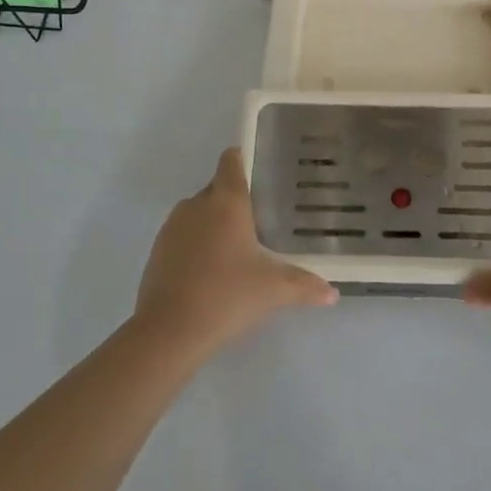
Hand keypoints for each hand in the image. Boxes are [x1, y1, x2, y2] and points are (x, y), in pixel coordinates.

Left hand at [134, 148, 337, 353]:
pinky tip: (212, 271)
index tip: (263, 171)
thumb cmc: (228, 296)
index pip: (232, 161)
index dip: (245, 159)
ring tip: (238, 248)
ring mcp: (172, 227)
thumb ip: (305, 285)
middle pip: (217, 188)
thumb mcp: (274, 290)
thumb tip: (332, 293)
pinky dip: (197, 244)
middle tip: (262, 220)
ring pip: (198, 213)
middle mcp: (196, 205)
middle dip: (236, 200)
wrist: (169, 330)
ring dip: (215, 224)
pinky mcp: (157, 251)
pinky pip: (183, 236)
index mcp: (226, 202)